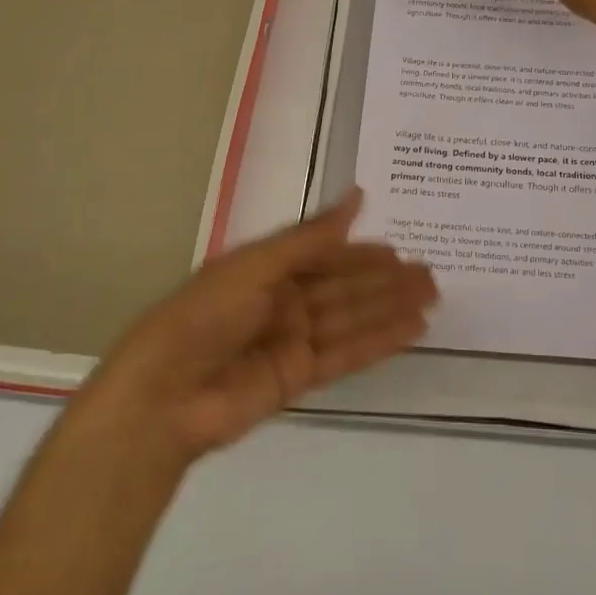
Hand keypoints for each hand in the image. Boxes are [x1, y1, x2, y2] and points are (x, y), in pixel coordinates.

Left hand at [87, 189, 436, 464]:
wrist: (164, 398)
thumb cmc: (205, 315)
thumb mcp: (257, 265)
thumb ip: (312, 237)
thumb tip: (357, 196)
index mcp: (267, 268)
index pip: (325, 254)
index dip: (361, 251)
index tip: (400, 245)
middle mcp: (283, 300)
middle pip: (344, 286)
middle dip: (386, 280)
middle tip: (432, 273)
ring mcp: (292, 340)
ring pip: (352, 318)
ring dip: (391, 308)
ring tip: (432, 297)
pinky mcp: (298, 377)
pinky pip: (346, 354)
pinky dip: (379, 342)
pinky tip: (410, 330)